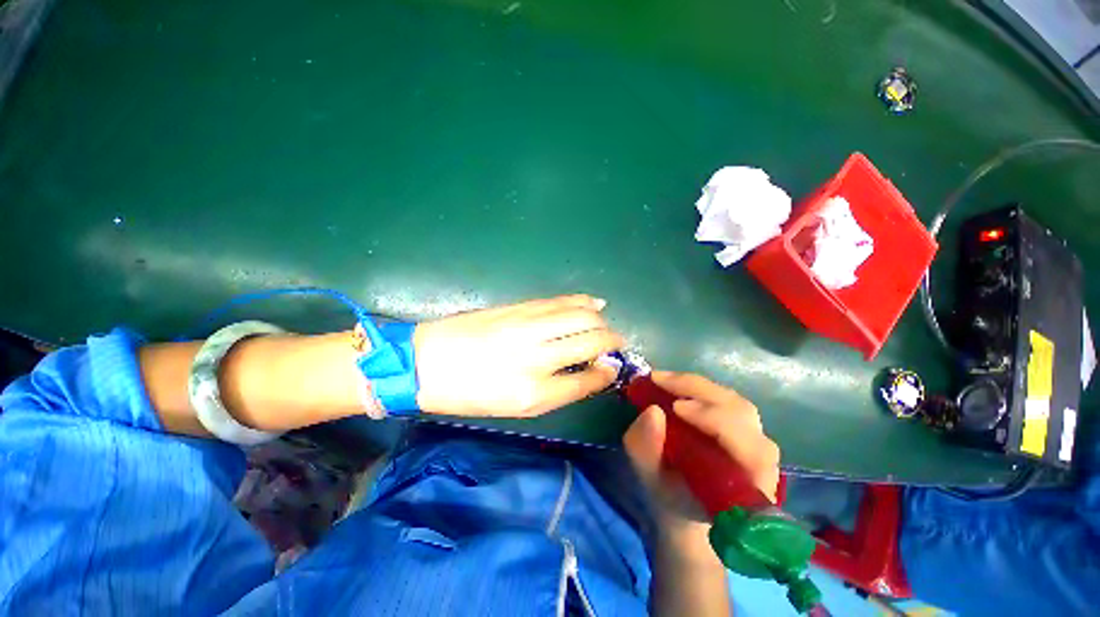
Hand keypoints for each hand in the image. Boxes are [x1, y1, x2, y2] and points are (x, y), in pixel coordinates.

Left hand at [413, 295, 622, 416]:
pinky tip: (593, 303)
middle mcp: (537, 354)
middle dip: (612, 341)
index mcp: (534, 390)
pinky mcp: (519, 307)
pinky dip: (583, 301)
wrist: (427, 361)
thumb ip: (561, 389)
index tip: (615, 368)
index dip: (608, 372)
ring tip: (605, 326)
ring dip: (601, 320)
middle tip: (616, 345)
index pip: (589, 378)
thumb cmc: (472, 393)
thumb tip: (593, 371)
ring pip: (581, 314)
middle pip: (592, 339)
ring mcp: (528, 324)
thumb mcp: (518, 405)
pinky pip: (561, 301)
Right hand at [623, 372, 779, 544]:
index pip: (750, 450)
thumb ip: (647, 451)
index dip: (717, 422)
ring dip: (696, 386)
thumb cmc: (673, 496)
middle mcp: (762, 460)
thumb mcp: (651, 479)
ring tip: (663, 381)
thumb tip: (653, 411)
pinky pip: (724, 398)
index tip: (676, 408)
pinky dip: (697, 387)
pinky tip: (672, 384)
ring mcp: (754, 437)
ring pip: (733, 401)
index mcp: (748, 488)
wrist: (685, 501)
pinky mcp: (741, 422)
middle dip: (700, 393)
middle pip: (742, 414)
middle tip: (659, 382)